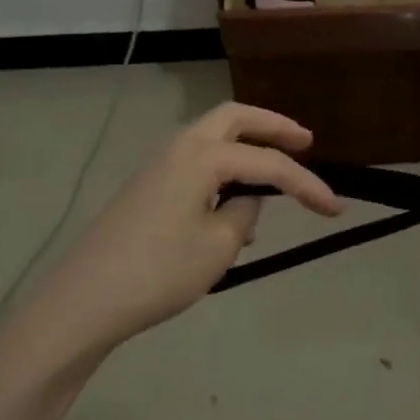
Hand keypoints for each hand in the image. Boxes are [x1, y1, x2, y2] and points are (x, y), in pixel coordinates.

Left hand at [33, 103, 342, 354]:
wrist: (83, 301)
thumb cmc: (158, 272)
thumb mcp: (217, 247)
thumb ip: (244, 214)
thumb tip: (245, 200)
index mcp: (202, 155)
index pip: (268, 164)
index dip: (306, 184)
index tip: (335, 208)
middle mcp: (180, 147)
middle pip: (235, 117)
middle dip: (274, 126)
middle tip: (305, 141)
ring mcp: (159, 165)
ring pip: (213, 136)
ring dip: (247, 144)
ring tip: (275, 173)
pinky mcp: (147, 187)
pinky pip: (197, 161)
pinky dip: (224, 166)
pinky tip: (233, 204)